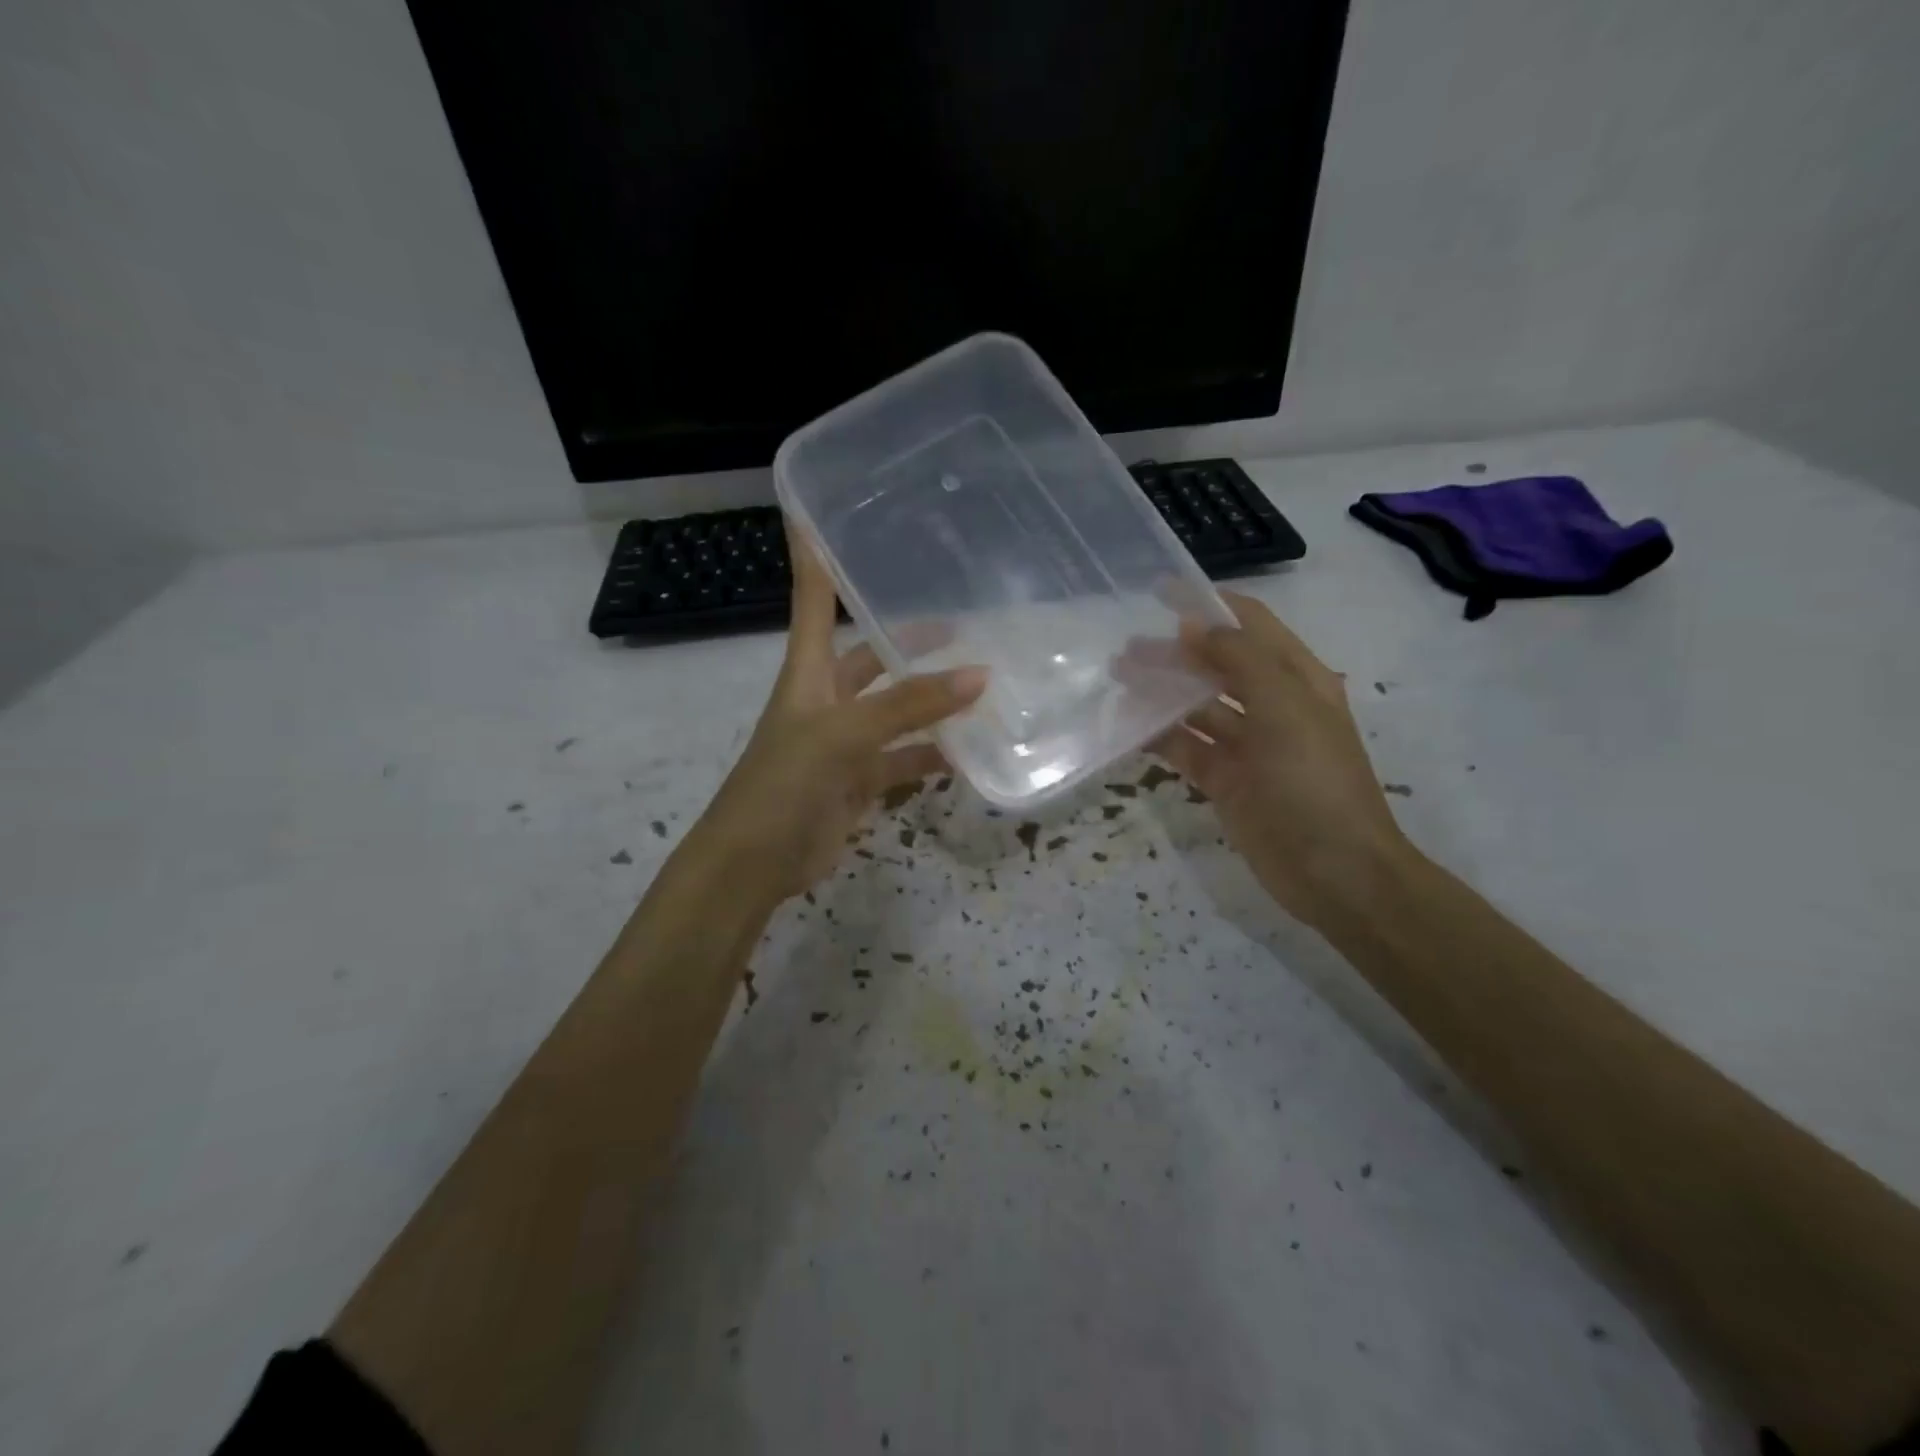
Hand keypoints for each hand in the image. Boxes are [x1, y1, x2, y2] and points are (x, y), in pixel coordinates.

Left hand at [690, 524, 985, 910]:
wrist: (753, 864)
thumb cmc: (783, 784)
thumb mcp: (843, 735)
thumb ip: (909, 706)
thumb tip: (979, 675)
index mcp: (809, 672)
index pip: (812, 600)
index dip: (814, 557)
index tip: (818, 512)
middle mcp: (827, 699)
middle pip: (870, 656)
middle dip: (907, 638)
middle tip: (960, 620)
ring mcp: (845, 743)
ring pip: (896, 711)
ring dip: (930, 700)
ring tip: (981, 682)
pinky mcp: (859, 782)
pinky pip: (904, 760)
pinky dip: (933, 757)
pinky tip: (969, 751)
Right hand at [1144, 591, 1410, 930]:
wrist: (1335, 872)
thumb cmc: (1314, 782)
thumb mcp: (1285, 709)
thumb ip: (1239, 660)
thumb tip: (1194, 626)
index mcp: (1297, 678)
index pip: (1251, 625)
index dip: (1210, 606)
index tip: (1161, 593)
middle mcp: (1272, 705)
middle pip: (1216, 665)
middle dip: (1174, 652)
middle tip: (1125, 650)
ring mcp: (1247, 745)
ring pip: (1197, 707)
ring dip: (1161, 692)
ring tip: (1118, 680)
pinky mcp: (1225, 780)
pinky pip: (1186, 748)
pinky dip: (1158, 737)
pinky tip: (1127, 728)